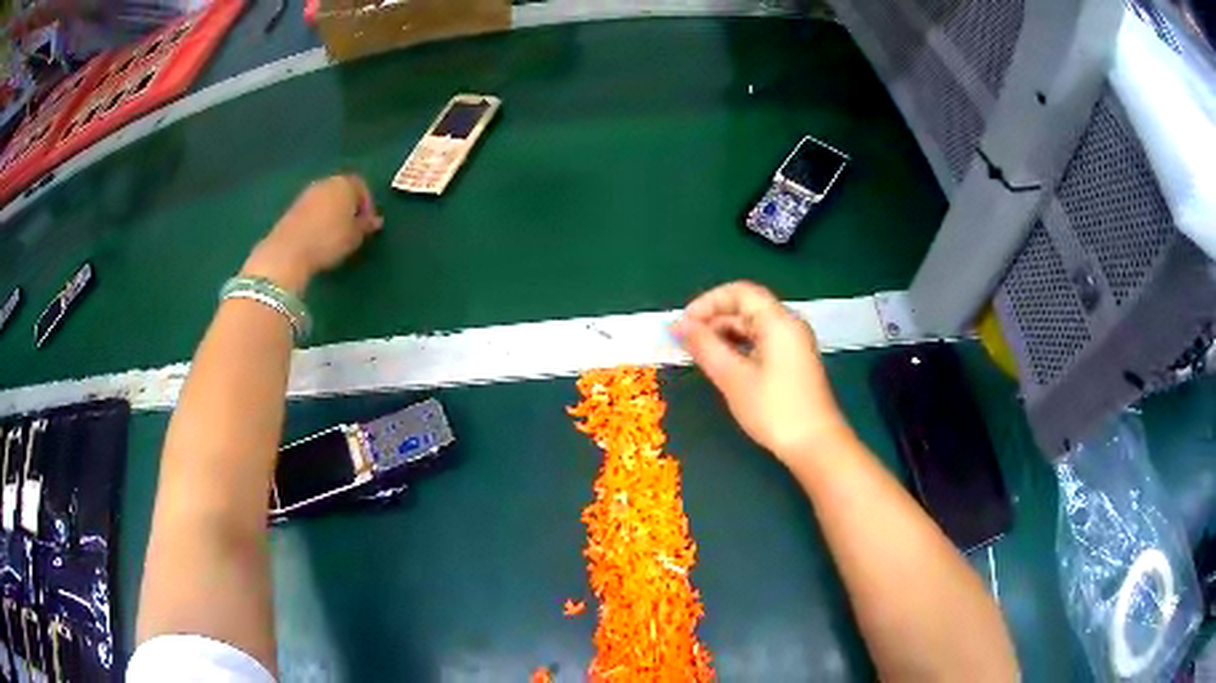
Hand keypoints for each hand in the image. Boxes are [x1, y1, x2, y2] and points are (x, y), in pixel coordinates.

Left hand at [242, 175, 383, 294]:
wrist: (288, 250)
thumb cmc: (328, 240)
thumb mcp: (354, 236)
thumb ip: (366, 226)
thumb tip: (376, 221)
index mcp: (344, 184)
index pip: (362, 187)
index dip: (367, 205)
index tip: (367, 225)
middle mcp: (326, 182)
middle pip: (343, 190)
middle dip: (349, 207)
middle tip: (353, 229)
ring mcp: (307, 194)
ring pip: (327, 199)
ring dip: (333, 213)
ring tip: (335, 235)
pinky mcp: (293, 207)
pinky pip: (313, 209)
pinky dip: (318, 219)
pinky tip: (318, 237)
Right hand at [672, 281, 850, 462]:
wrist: (815, 445)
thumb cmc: (774, 410)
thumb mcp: (733, 378)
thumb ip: (705, 346)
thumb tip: (679, 325)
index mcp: (778, 321)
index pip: (739, 292)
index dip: (707, 302)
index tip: (683, 324)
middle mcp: (789, 325)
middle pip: (747, 307)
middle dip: (713, 319)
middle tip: (685, 342)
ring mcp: (794, 343)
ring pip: (753, 326)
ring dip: (724, 334)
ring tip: (699, 354)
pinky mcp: (794, 361)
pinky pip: (762, 342)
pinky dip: (740, 347)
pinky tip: (723, 365)